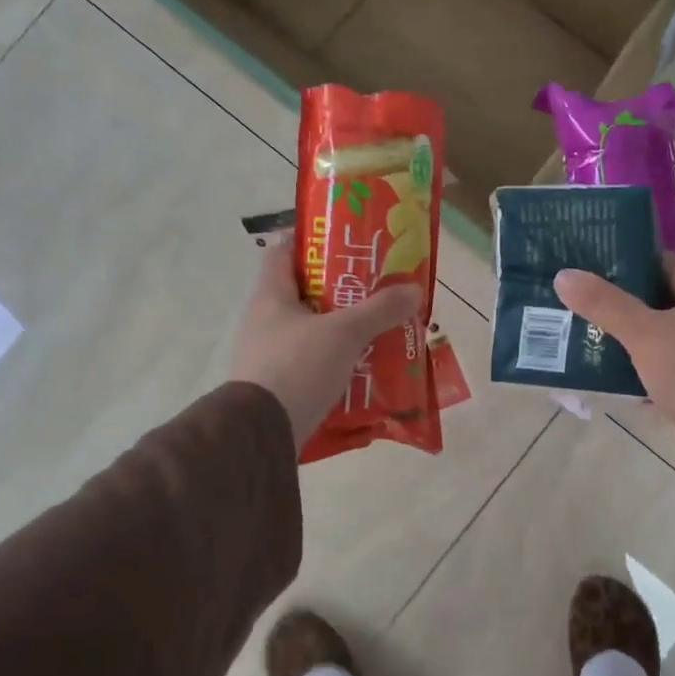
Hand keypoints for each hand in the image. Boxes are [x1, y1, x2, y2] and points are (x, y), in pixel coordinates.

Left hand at [231, 234, 423, 450]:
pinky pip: (311, 363)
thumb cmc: (297, 367)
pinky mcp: (278, 385)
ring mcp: (268, 355)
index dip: (312, 240)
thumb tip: (414, 289)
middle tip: (376, 288)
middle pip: (304, 293)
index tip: (345, 241)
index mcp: (271, 296)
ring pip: (311, 330)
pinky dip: (335, 361)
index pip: (284, 251)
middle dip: (340, 290)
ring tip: (377, 328)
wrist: (260, 434)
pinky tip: (363, 367)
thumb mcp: (345, 333)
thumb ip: (380, 310)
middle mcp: (264, 320)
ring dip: (341, 328)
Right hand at [554, 244, 674, 471]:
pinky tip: (624, 365)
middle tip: (594, 297)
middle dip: (633, 292)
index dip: (628, 257)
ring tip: (599, 329)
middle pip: (667, 287)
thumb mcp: (643, 334)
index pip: (662, 254)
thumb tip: (564, 275)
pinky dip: (653, 351)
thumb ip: (604, 304)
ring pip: (671, 319)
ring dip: (642, 323)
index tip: (593, 266)